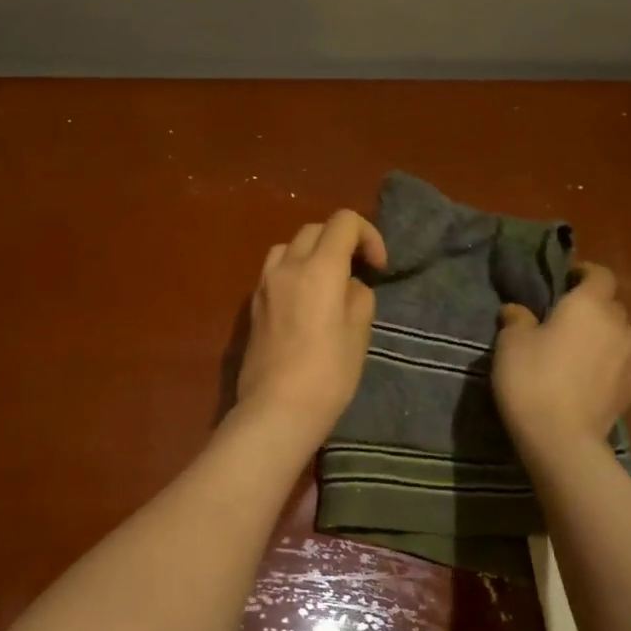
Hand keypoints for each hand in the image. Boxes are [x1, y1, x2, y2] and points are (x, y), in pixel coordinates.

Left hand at [235, 209, 388, 449]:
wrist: (277, 409)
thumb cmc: (328, 373)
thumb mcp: (359, 332)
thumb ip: (357, 295)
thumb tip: (346, 285)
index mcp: (319, 268)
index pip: (343, 221)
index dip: (368, 235)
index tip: (378, 267)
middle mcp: (287, 266)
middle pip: (315, 229)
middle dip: (340, 241)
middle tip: (357, 272)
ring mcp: (264, 284)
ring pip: (288, 246)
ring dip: (311, 253)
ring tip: (326, 282)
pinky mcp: (252, 305)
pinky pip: (273, 271)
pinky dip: (292, 272)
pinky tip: (302, 302)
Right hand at [493, 262, 630, 460]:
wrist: (561, 437)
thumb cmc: (531, 379)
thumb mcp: (510, 343)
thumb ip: (517, 319)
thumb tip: (518, 310)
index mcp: (589, 305)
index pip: (600, 274)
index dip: (585, 273)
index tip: (566, 280)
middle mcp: (618, 324)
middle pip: (613, 305)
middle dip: (594, 307)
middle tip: (567, 319)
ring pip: (625, 334)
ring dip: (609, 335)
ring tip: (586, 347)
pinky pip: (628, 363)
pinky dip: (615, 362)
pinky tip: (597, 374)